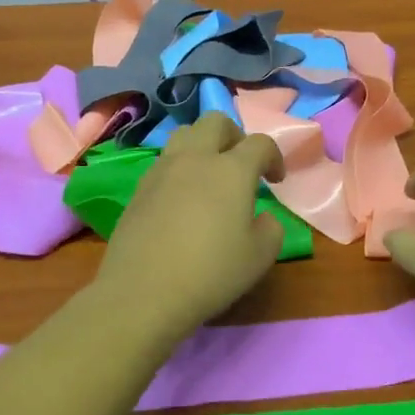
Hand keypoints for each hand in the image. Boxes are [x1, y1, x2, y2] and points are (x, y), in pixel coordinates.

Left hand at [94, 112, 284, 338]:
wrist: (143, 292)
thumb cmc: (211, 273)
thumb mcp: (260, 257)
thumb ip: (270, 229)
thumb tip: (262, 217)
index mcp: (231, 170)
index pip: (259, 143)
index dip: (274, 157)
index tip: (275, 180)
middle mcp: (195, 159)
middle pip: (216, 122)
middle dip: (235, 136)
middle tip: (241, 165)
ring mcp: (162, 170)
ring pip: (185, 134)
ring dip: (203, 145)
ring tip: (210, 175)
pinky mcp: (139, 188)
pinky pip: (164, 161)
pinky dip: (180, 168)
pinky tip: (183, 198)